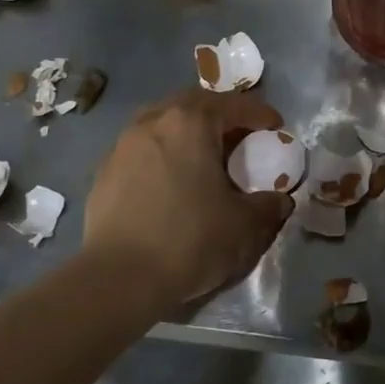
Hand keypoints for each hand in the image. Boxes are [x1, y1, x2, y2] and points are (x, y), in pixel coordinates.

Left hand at [82, 89, 293, 313]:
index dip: (259, 114)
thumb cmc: (190, 240)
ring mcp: (123, 145)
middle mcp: (153, 122)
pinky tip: (172, 180)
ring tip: (203, 154)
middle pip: (193, 104)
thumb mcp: (245, 226)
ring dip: (187, 131)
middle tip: (239, 134)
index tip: (276, 126)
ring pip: (162, 123)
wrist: (118, 279)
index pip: (233, 106)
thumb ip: (268, 206)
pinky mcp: (104, 172)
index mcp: (191, 123)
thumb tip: (280, 200)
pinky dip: (163, 153)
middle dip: (220, 114)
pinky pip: (142, 149)